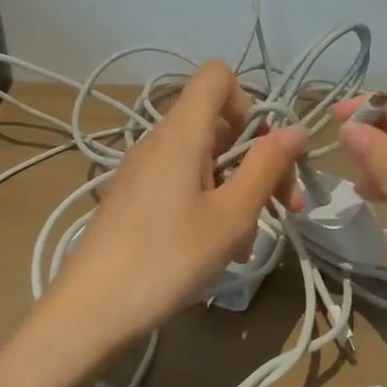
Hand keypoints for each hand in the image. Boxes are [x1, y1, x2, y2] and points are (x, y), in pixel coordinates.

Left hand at [37, 60, 305, 357]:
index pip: (217, 76)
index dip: (249, 102)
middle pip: (219, 124)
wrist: (90, 311)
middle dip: (257, 161)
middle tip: (282, 208)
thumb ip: (266, 167)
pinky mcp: (135, 198)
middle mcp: (159, 141)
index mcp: (181, 133)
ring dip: (236, 192)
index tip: (263, 152)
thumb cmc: (167, 259)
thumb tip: (295, 129)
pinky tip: (217, 252)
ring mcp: (143, 170)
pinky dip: (210, 206)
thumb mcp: (231, 216)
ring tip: (245, 244)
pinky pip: (183, 184)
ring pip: (205, 161)